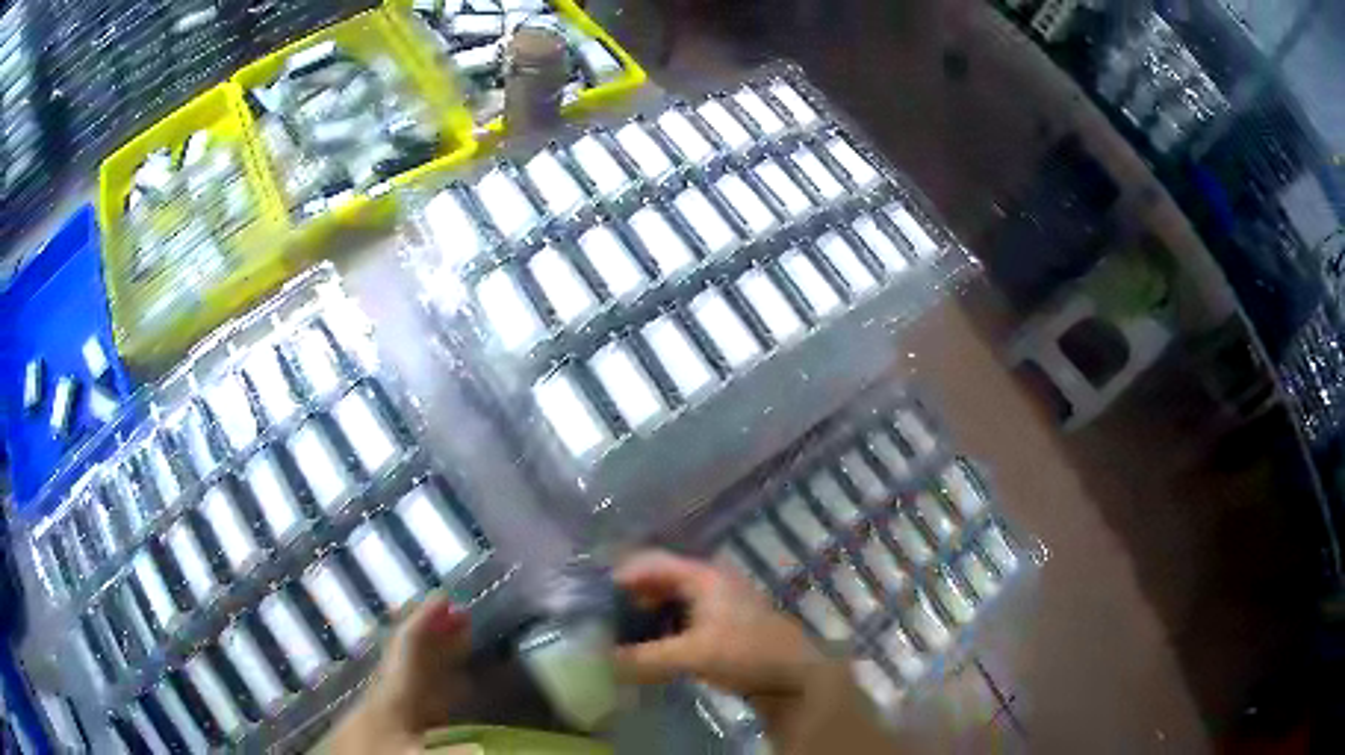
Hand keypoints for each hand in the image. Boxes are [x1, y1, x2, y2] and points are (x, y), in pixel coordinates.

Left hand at [326, 596, 471, 753]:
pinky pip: (415, 700)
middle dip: (438, 636)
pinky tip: (445, 697)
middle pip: (413, 660)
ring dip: (438, 661)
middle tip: (463, 615)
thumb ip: (455, 747)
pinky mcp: (387, 733)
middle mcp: (387, 699)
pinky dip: (435, 690)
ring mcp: (386, 716)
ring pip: (414, 680)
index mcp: (392, 696)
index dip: (426, 622)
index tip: (445, 597)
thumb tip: (490, 740)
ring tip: (461, 646)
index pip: (408, 650)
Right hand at [614, 550, 826, 698]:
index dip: (619, 575)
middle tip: (599, 618)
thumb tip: (602, 661)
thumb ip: (646, 658)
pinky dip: (658, 628)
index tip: (590, 596)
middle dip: (628, 597)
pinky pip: (679, 618)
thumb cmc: (748, 652)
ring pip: (668, 601)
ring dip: (642, 615)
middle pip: (657, 580)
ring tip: (615, 634)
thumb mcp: (693, 655)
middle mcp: (707, 581)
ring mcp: (715, 603)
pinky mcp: (719, 624)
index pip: (650, 562)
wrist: (795, 674)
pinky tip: (645, 646)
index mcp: (702, 575)